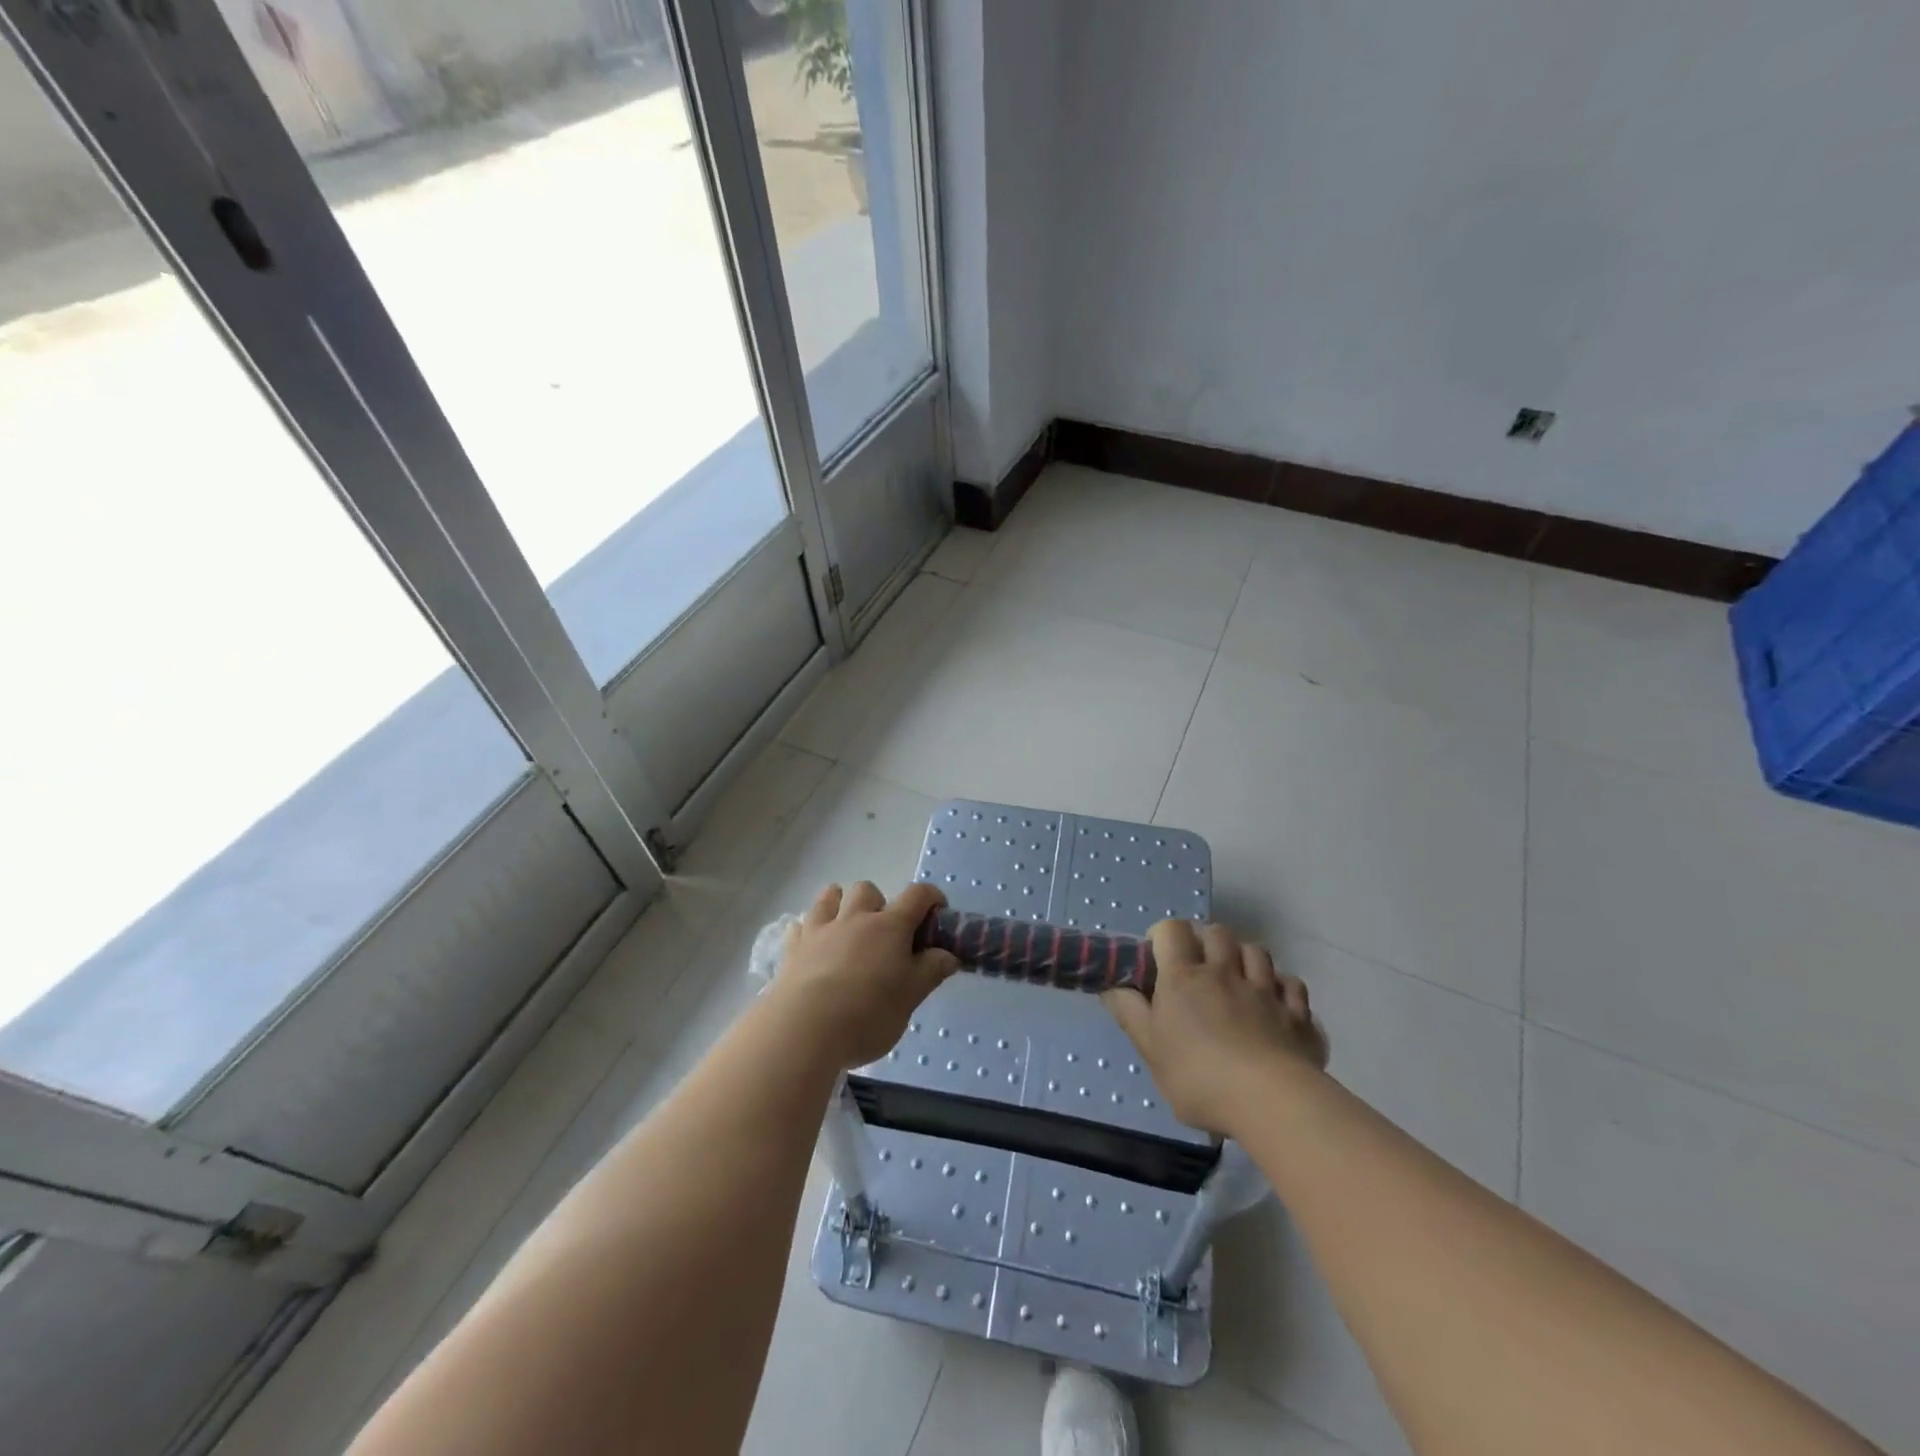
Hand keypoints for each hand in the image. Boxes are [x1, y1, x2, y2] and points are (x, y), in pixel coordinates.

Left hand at [768, 881, 960, 1069]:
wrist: (805, 1029)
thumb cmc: (868, 1014)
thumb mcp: (911, 997)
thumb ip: (931, 971)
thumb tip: (948, 955)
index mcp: (890, 927)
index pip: (917, 894)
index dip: (931, 897)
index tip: (937, 914)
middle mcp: (856, 918)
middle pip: (868, 889)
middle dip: (879, 903)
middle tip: (885, 934)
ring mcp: (821, 930)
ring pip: (830, 896)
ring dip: (841, 903)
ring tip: (847, 928)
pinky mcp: (794, 948)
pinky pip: (800, 925)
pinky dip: (810, 930)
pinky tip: (814, 947)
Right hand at [1102, 920, 1327, 1136]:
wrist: (1271, 1101)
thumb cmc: (1199, 1076)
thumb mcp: (1150, 1050)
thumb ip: (1129, 1013)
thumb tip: (1111, 986)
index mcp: (1184, 977)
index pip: (1172, 929)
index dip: (1163, 935)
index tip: (1158, 957)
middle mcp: (1225, 972)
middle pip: (1217, 932)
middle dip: (1206, 941)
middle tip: (1198, 966)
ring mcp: (1265, 990)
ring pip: (1256, 951)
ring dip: (1244, 957)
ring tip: (1237, 979)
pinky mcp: (1297, 1013)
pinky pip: (1292, 984)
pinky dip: (1282, 987)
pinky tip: (1275, 1003)